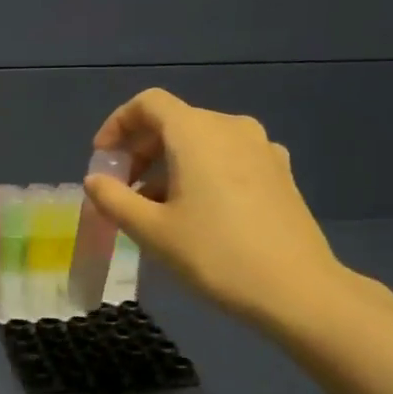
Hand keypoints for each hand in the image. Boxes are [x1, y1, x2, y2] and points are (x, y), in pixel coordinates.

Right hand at [83, 88, 351, 328]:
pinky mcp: (279, 172)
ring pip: (201, 141)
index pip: (148, 104)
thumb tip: (95, 180)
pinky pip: (227, 158)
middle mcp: (231, 128)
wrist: (297, 289)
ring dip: (169, 164)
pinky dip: (201, 172)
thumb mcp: (151, 231)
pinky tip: (197, 212)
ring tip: (155, 207)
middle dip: (140, 150)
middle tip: (122, 189)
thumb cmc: (215, 255)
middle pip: (174, 121)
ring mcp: (261, 148)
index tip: (103, 159)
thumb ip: (114, 199)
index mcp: (196, 133)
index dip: (117, 124)